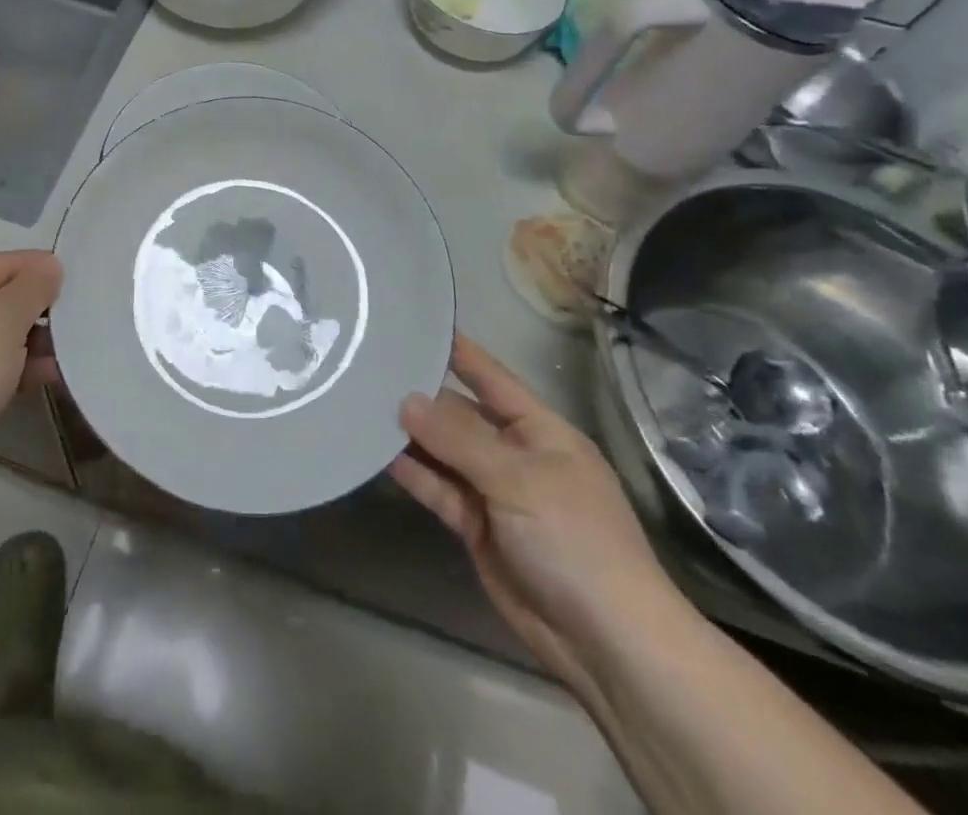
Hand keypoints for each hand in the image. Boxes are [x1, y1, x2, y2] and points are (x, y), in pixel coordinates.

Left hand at [0, 251, 61, 507]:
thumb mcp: (3, 320)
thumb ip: (32, 288)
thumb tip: (50, 266)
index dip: (38, 268)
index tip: (77, 280)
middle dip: (38, 308)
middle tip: (78, 318)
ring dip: (34, 342)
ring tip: (71, 351)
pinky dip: (19, 369)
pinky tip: (49, 377)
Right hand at [392, 335, 685, 689]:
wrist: (606, 643)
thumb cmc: (574, 539)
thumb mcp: (518, 479)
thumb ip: (459, 438)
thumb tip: (405, 399)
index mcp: (540, 429)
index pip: (491, 376)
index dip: (457, 351)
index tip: (414, 323)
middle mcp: (514, 452)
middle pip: (461, 413)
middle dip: (421, 393)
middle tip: (368, 367)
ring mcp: (494, 491)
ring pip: (445, 452)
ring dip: (411, 434)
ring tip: (362, 404)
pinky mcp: (477, 527)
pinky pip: (440, 490)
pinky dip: (414, 474)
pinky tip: (378, 454)